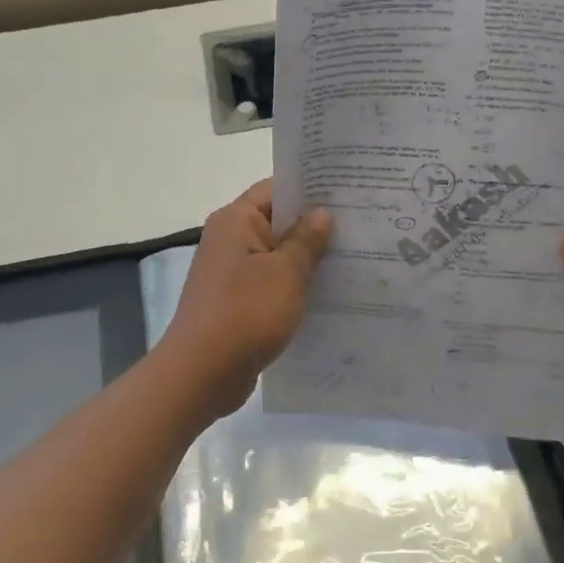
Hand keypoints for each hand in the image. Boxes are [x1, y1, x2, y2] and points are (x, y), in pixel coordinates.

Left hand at [156, 180, 332, 419]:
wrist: (202, 374)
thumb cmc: (245, 313)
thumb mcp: (286, 273)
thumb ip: (306, 240)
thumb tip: (321, 213)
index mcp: (236, 221)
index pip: (276, 188)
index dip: (312, 188)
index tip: (349, 191)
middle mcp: (230, 240)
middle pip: (278, 221)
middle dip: (317, 225)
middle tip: (362, 223)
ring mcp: (232, 272)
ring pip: (278, 254)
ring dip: (309, 258)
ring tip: (355, 257)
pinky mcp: (238, 301)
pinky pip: (273, 282)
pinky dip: (296, 285)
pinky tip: (330, 293)